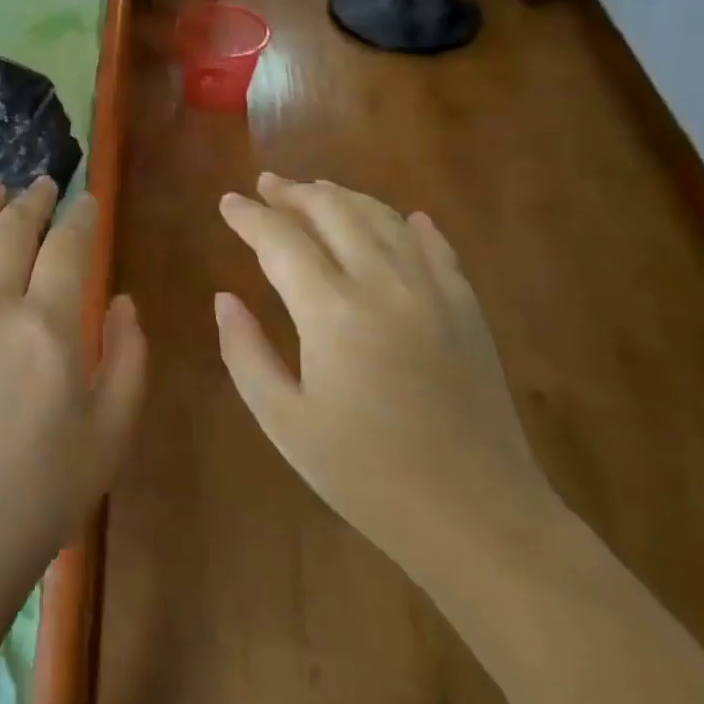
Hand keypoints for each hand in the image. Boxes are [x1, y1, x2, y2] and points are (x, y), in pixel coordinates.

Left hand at [0, 180, 146, 592]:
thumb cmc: (46, 489)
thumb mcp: (114, 429)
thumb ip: (129, 356)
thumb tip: (122, 300)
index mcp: (48, 324)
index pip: (68, 246)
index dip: (82, 216)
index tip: (89, 201)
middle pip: (12, 230)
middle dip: (33, 200)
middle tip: (44, 184)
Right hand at [215, 174, 554, 576]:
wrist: (478, 518)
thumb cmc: (365, 475)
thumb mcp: (284, 421)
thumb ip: (244, 352)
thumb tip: (225, 299)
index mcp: (331, 311)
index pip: (280, 240)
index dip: (249, 217)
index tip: (227, 203)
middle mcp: (383, 284)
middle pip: (333, 212)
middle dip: (294, 193)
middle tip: (267, 185)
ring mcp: (433, 292)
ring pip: (383, 220)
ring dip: (344, 198)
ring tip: (317, 191)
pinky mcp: (467, 310)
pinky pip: (436, 249)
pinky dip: (411, 226)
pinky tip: (404, 218)